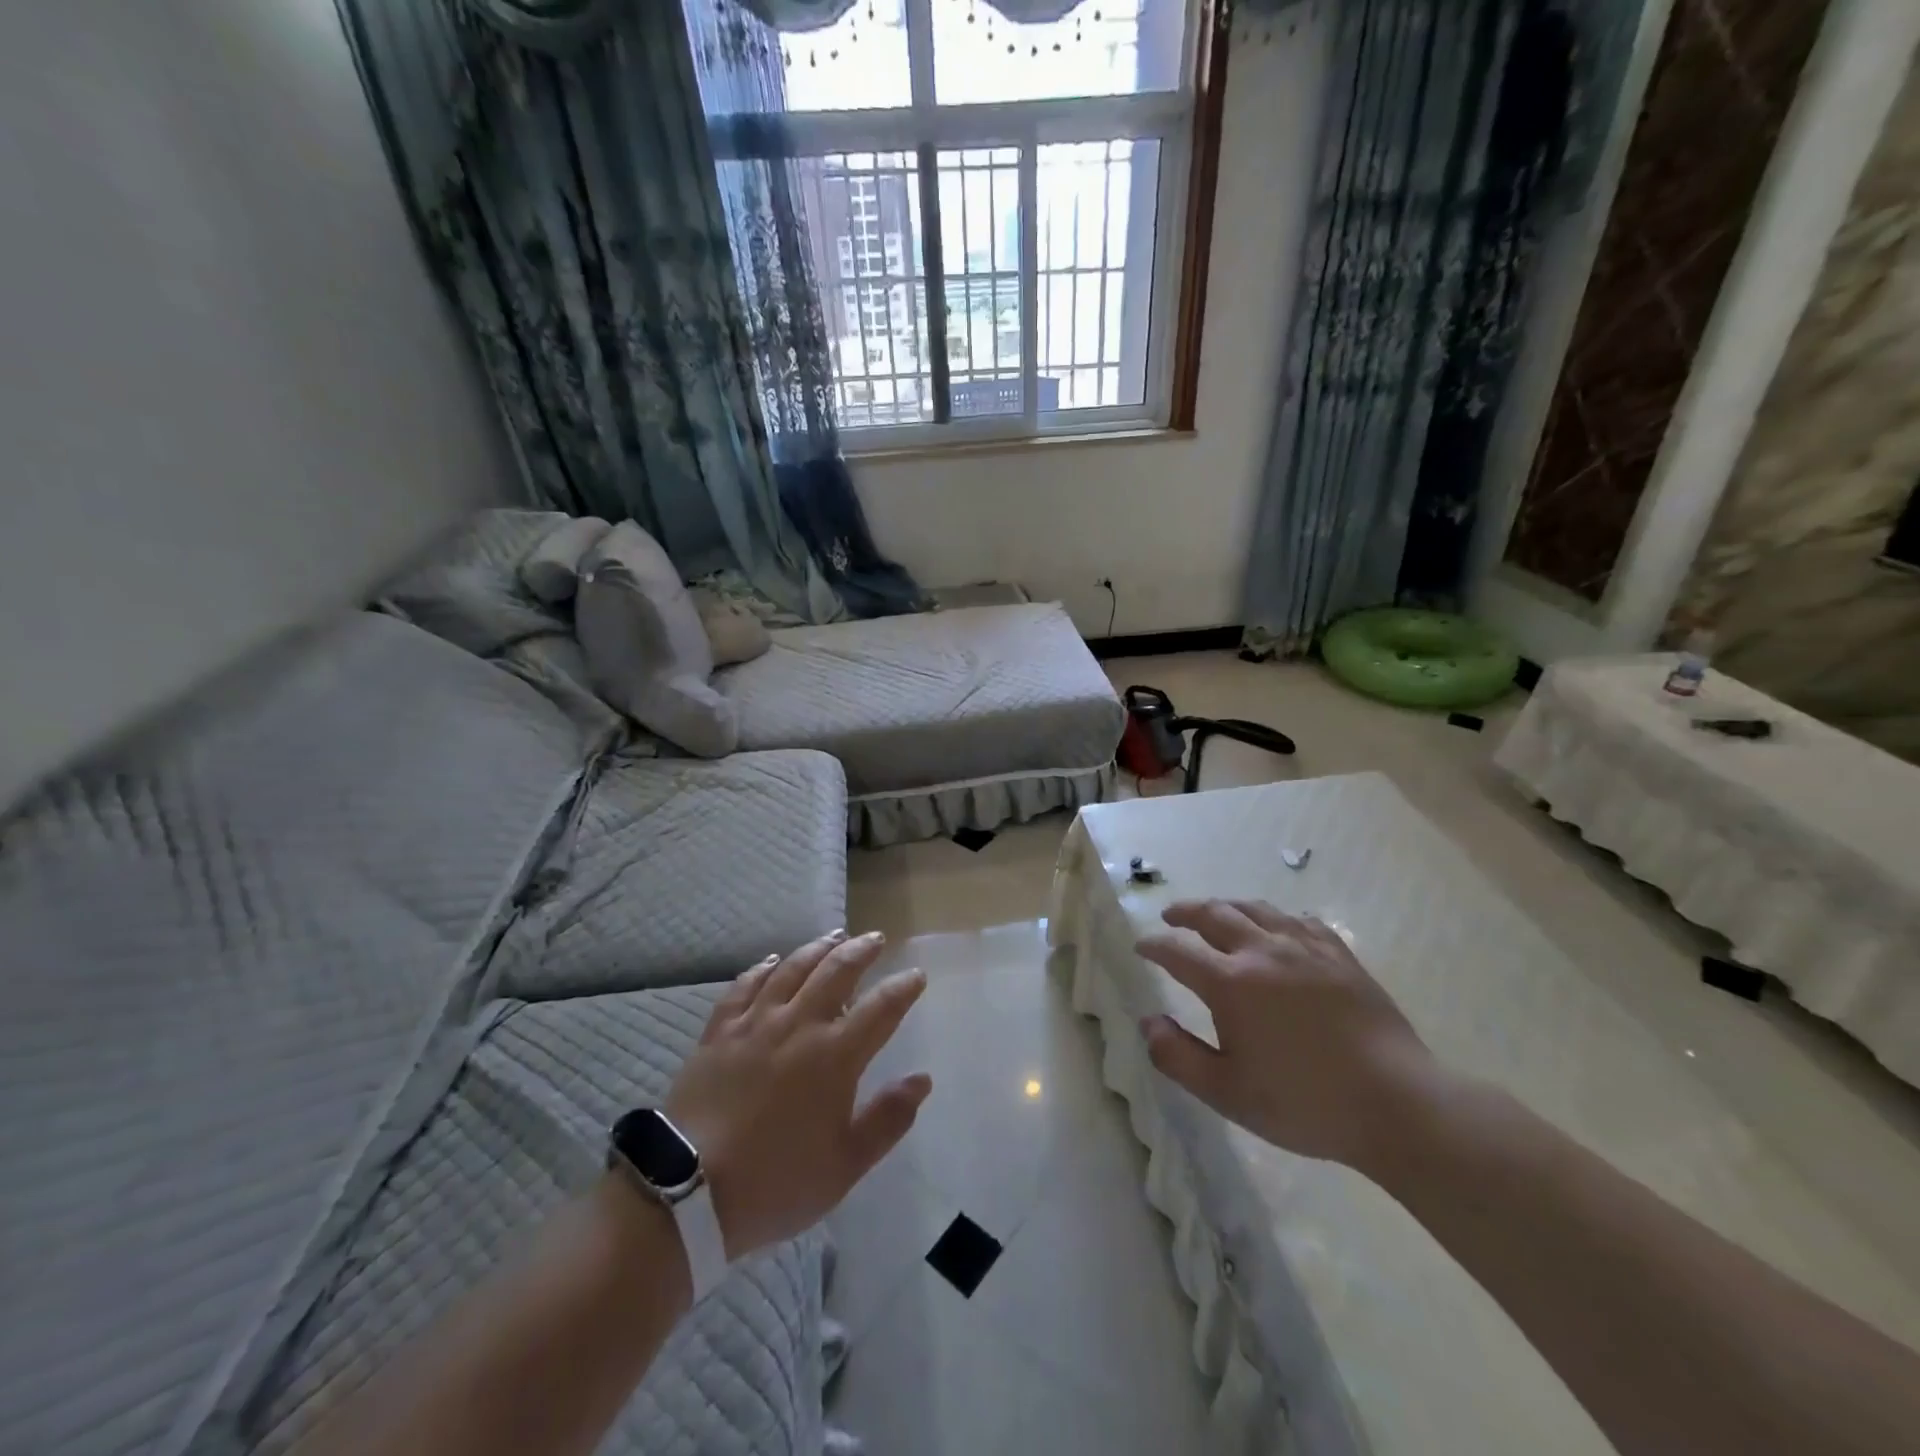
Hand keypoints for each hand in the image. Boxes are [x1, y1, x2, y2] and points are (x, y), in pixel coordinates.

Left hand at [661, 931, 931, 1261]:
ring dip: (818, 948)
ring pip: (792, 969)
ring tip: (834, 936)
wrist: (688, 1191)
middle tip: (875, 938)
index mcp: (835, 1056)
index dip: (902, 988)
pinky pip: (744, 985)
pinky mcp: (719, 1030)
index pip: (881, 1008)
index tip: (916, 975)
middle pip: (836, 972)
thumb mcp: (845, 1165)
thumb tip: (922, 1079)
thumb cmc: (777, 1182)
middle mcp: (798, 1025)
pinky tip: (772, 960)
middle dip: (861, 951)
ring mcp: (755, 1023)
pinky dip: (762, 968)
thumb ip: (888, 1119)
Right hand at [1135, 899, 1440, 1172]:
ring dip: (1226, 907)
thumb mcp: (1227, 1092)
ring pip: (1255, 908)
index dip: (1154, 946)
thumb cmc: (1305, 1103)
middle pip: (1214, 914)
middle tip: (1171, 916)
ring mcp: (1305, 947)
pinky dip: (1274, 917)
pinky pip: (1298, 920)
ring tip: (1216, 913)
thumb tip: (1148, 1022)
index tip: (1142, 947)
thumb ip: (1178, 1056)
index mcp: (1230, 982)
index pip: (1178, 951)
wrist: (1397, 1104)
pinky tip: (1276, 928)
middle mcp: (1263, 951)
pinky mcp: (1338, 954)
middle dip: (1186, 912)